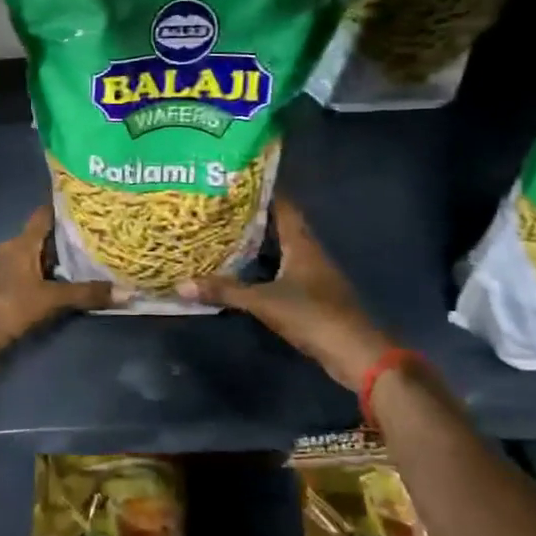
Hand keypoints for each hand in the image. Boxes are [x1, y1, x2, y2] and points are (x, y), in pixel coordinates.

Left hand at [0, 206, 113, 351]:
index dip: (63, 206)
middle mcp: (12, 248)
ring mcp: (5, 266)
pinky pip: (30, 270)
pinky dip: (47, 272)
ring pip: (36, 254)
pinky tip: (65, 280)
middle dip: (67, 234)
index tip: (87, 203)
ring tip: (88, 256)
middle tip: (97, 233)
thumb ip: (86, 293)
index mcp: (21, 243)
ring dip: (57, 256)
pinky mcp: (4, 284)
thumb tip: (126, 291)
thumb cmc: (11, 306)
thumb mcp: (51, 299)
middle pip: (43, 235)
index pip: (44, 214)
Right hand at [177, 197, 389, 390]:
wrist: (355, 353)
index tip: (233, 182)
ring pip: (279, 250)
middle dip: (251, 218)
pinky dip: (261, 268)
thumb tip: (181, 284)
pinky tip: (240, 272)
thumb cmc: (313, 315)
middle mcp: (308, 253)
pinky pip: (281, 272)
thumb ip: (225, 291)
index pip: (282, 206)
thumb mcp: (264, 302)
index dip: (261, 192)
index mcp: (301, 243)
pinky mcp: (311, 296)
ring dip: (255, 244)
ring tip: (221, 235)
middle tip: (218, 209)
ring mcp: (312, 275)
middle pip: (278, 226)